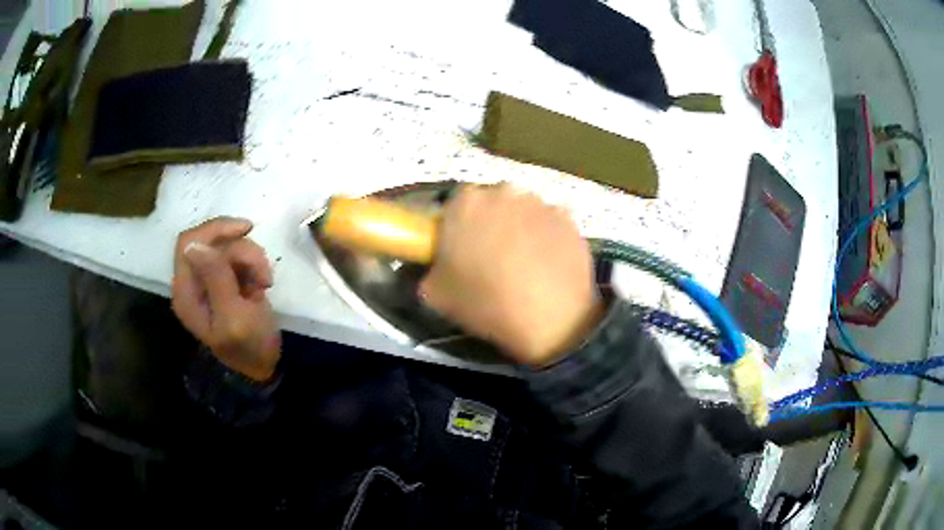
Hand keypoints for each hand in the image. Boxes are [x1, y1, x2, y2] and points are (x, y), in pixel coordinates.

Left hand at [172, 217, 280, 380]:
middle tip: (263, 273)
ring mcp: (210, 279)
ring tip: (265, 283)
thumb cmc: (248, 346)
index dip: (213, 230)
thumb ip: (215, 279)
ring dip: (252, 259)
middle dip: (241, 250)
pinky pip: (238, 256)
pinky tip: (262, 285)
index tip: (246, 230)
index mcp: (186, 292)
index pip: (188, 243)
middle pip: (212, 241)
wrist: (263, 365)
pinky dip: (255, 265)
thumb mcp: (233, 316)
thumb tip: (195, 244)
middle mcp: (193, 281)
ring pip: (229, 246)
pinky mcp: (226, 278)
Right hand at [420, 184, 603, 366]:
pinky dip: (546, 236)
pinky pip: (549, 222)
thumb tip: (437, 269)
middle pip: (490, 203)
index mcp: (465, 203)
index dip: (455, 228)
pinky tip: (547, 264)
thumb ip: (430, 272)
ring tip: (523, 263)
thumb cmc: (486, 302)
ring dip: (519, 228)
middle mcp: (502, 191)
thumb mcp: (436, 296)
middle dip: (488, 223)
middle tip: (490, 257)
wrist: (550, 317)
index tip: (459, 250)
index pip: (453, 206)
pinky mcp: (568, 217)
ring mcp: (539, 201)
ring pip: (522, 210)